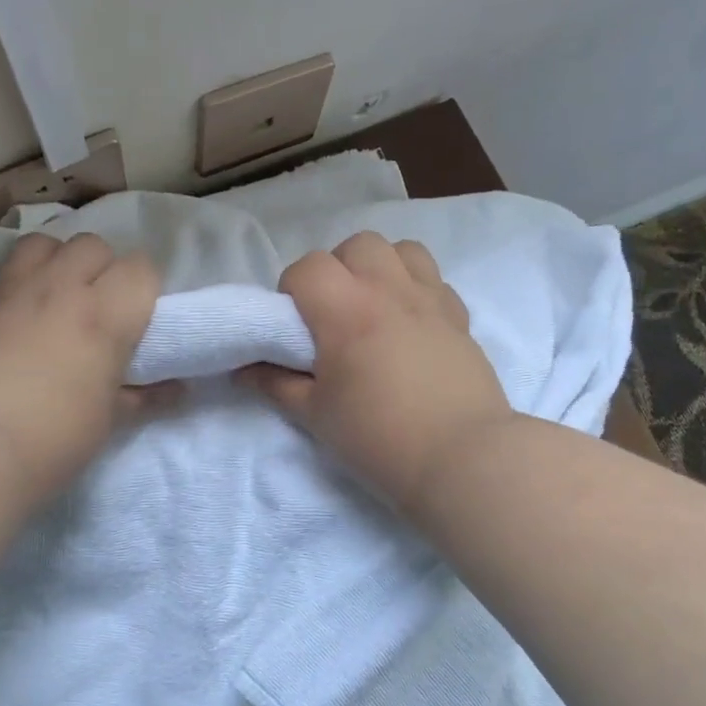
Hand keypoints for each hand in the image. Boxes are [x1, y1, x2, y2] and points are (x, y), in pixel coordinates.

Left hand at [0, 233, 162, 503]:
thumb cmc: (54, 439)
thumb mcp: (109, 420)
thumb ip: (144, 395)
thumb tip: (176, 389)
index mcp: (105, 315)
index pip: (141, 268)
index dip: (144, 289)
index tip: (139, 319)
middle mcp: (63, 288)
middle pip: (95, 245)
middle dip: (104, 269)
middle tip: (101, 309)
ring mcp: (18, 290)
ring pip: (48, 242)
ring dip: (61, 261)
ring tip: (60, 296)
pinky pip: (11, 267)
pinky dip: (25, 278)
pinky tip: (24, 312)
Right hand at [241, 233, 512, 513]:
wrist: (461, 460)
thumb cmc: (378, 438)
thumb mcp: (314, 415)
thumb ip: (274, 383)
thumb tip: (243, 368)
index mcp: (346, 310)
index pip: (308, 267)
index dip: (292, 290)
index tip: (295, 326)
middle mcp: (389, 290)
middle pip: (356, 246)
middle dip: (337, 270)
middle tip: (333, 314)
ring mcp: (430, 299)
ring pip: (401, 250)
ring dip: (379, 268)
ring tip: (373, 307)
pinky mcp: (459, 316)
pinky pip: (434, 279)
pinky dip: (416, 288)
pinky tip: (410, 324)